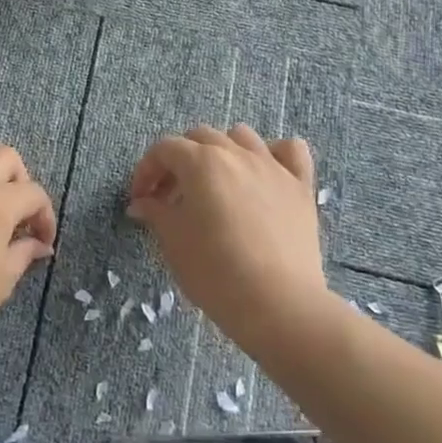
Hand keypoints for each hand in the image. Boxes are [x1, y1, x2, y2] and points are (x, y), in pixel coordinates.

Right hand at [126, 125, 331, 350]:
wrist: (278, 305)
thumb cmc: (215, 271)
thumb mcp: (173, 241)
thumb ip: (155, 213)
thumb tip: (142, 203)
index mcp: (201, 162)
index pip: (164, 149)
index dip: (146, 170)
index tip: (140, 199)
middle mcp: (237, 154)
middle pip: (200, 137)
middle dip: (179, 160)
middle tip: (170, 196)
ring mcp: (273, 167)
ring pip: (242, 137)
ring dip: (221, 151)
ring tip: (215, 182)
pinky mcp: (301, 187)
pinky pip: (290, 151)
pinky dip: (274, 154)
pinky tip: (263, 173)